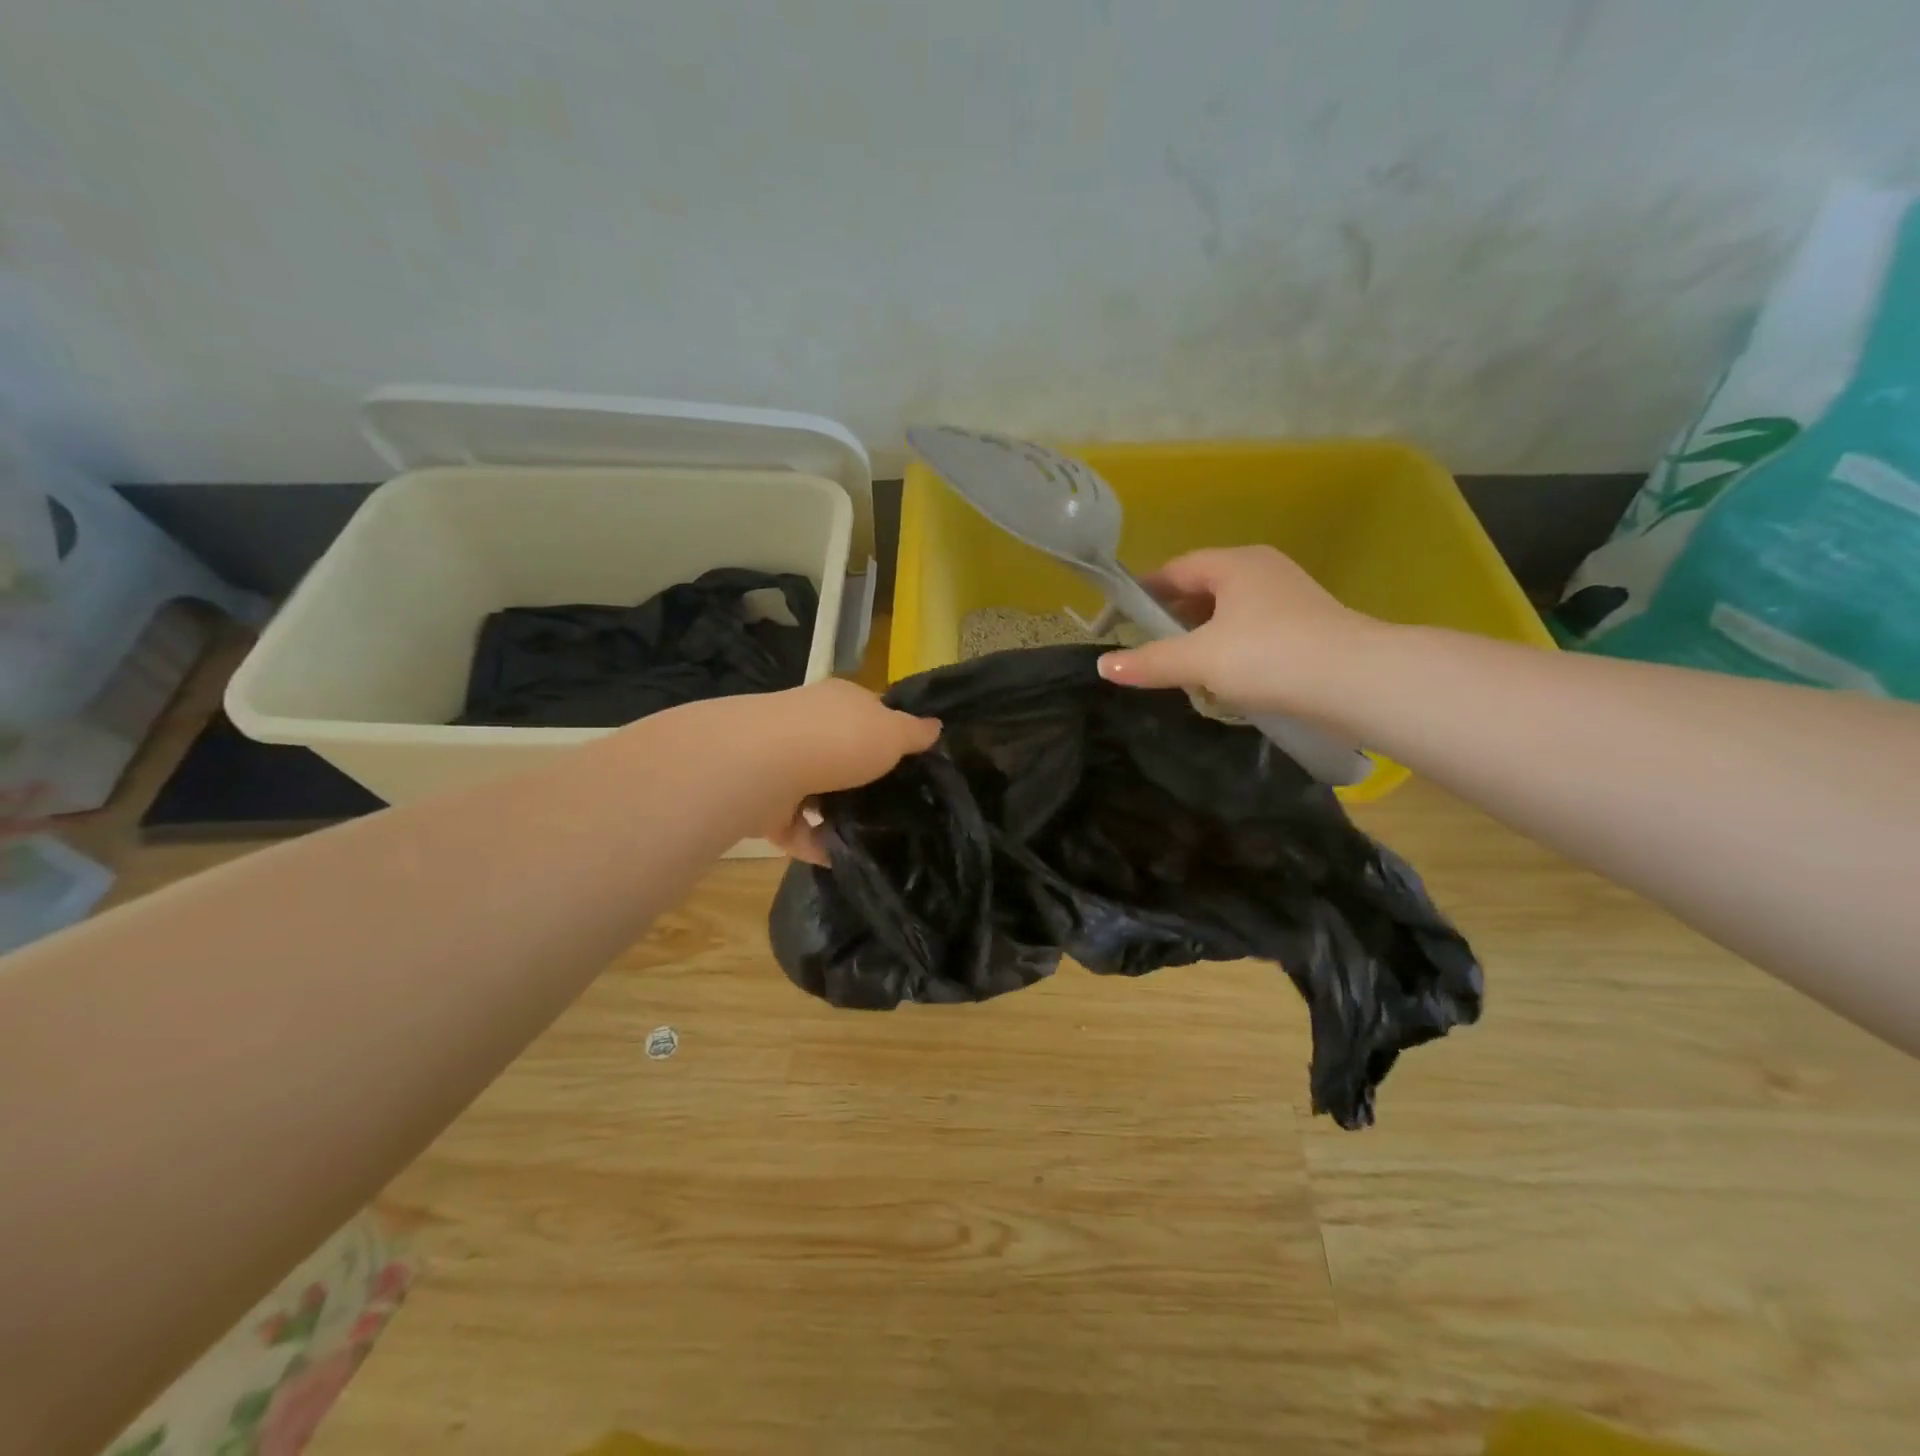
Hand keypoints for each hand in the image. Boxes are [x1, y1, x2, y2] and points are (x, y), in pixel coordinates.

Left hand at [749, 679, 939, 863]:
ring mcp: (780, 764)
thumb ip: (914, 733)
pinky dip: (815, 843)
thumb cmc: (840, 738)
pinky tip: (840, 858)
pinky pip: (795, 828)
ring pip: (815, 792)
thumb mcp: (893, 732)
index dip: (889, 733)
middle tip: (894, 806)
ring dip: (835, 814)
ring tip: (870, 838)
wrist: (766, 765)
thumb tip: (936, 726)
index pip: (868, 712)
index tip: (911, 763)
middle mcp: (805, 726)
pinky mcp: (763, 803)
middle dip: (861, 779)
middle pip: (840, 753)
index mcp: (839, 701)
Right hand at [1096, 546, 1383, 718]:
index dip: (1145, 591)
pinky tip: (1223, 679)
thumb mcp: (1199, 659)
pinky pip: (1252, 631)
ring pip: (1229, 613)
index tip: (1120, 617)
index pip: (1177, 569)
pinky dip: (1230, 649)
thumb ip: (1150, 661)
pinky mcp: (1306, 627)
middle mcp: (1263, 571)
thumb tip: (1103, 666)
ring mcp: (1289, 598)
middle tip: (1147, 647)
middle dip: (1173, 618)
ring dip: (1202, 637)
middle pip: (1203, 589)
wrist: (1356, 681)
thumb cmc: (1269, 656)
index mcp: (1235, 564)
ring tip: (1181, 668)